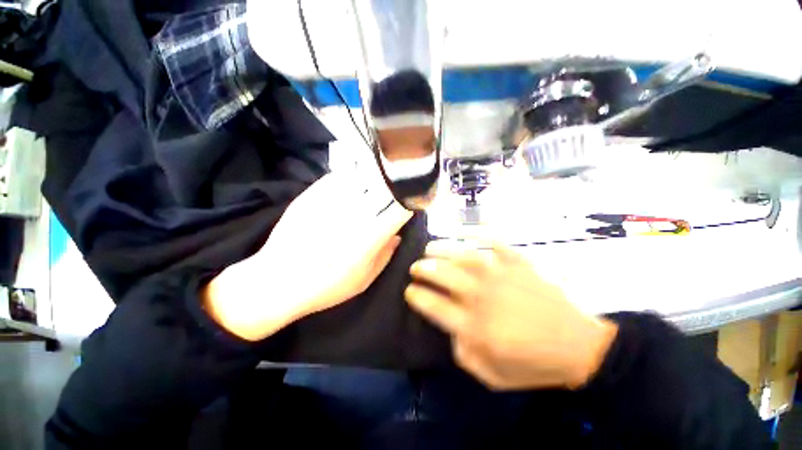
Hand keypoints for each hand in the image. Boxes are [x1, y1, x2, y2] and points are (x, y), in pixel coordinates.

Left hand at [204, 172, 413, 340]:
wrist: (277, 281)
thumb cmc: (325, 287)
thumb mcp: (363, 280)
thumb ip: (385, 256)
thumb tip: (397, 235)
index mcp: (368, 237)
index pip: (398, 209)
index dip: (410, 202)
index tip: (413, 201)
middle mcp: (353, 214)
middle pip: (382, 189)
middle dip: (395, 186)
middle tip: (399, 187)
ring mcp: (331, 201)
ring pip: (362, 178)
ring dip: (376, 177)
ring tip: (380, 179)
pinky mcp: (312, 195)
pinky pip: (339, 177)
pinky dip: (352, 176)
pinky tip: (355, 179)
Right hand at [405, 240, 617, 390]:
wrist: (581, 348)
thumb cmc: (534, 365)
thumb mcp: (492, 377)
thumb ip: (463, 354)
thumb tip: (450, 329)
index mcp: (475, 325)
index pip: (434, 305)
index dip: (416, 295)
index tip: (409, 290)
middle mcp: (483, 295)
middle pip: (444, 274)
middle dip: (424, 268)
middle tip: (415, 266)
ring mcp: (501, 276)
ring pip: (464, 256)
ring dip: (443, 250)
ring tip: (430, 247)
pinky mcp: (519, 265)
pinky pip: (497, 244)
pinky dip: (482, 236)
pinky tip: (471, 235)